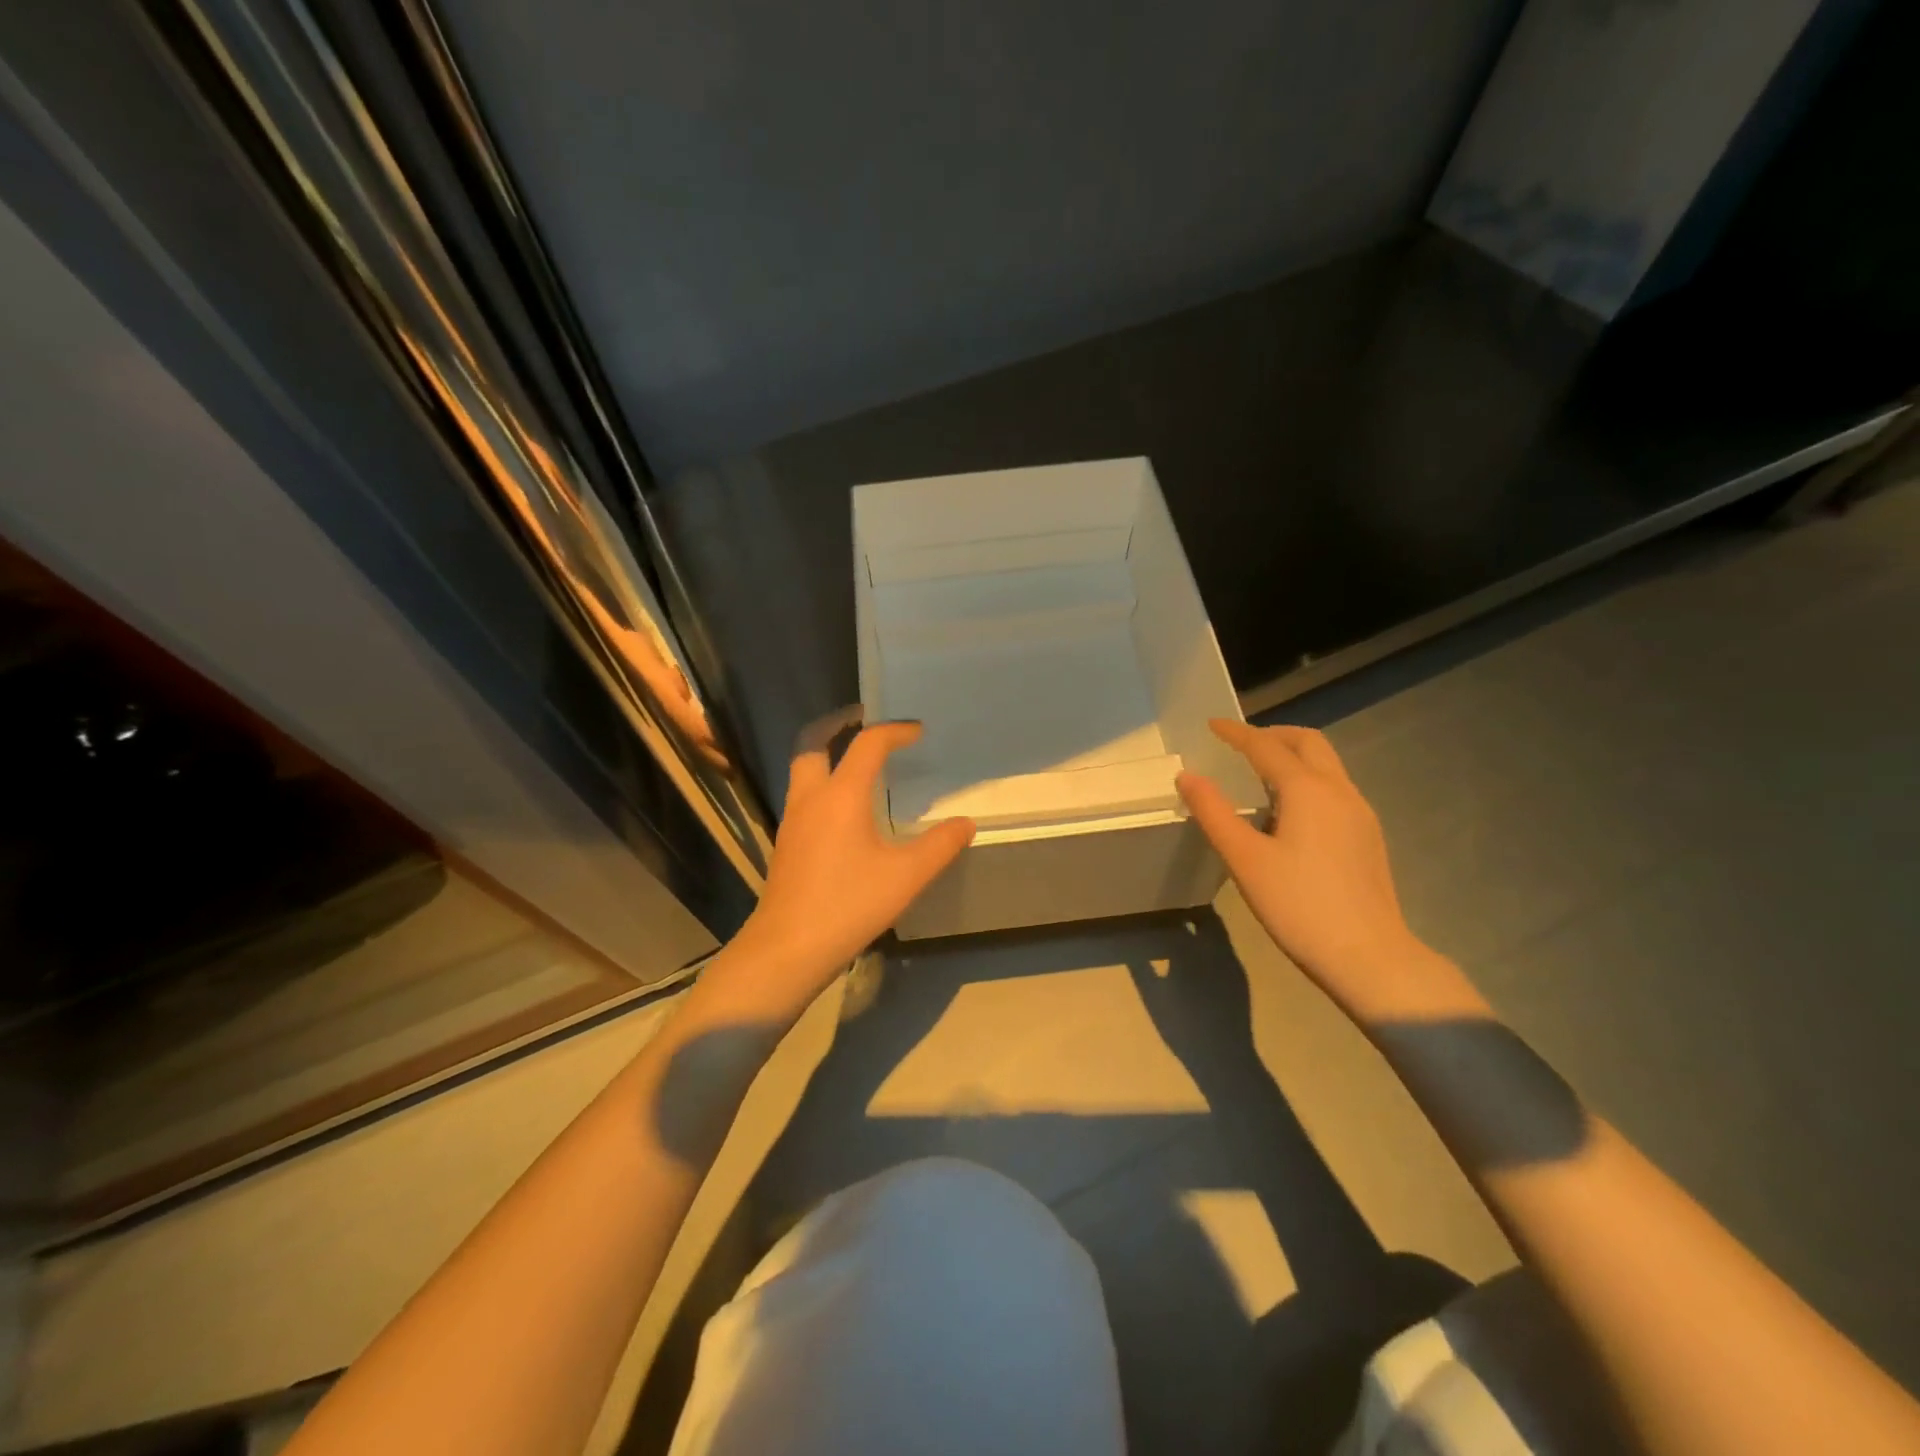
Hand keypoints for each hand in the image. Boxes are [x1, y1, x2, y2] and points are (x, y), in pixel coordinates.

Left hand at [715, 718, 973, 1016]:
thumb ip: (940, 845)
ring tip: (858, 763)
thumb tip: (964, 823)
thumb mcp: (906, 876)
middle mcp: (811, 797)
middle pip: (813, 744)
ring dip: (827, 754)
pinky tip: (844, 810)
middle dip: (838, 725)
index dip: (894, 731)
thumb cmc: (849, 905)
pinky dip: (822, 783)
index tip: (917, 731)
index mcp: (841, 795)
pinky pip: (803, 795)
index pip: (867, 744)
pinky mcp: (787, 843)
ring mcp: (793, 820)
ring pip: (804, 770)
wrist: (788, 948)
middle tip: (864, 722)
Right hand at [1178, 719, 1465, 1019]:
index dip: (1237, 733)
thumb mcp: (1244, 859)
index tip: (1212, 726)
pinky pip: (1334, 788)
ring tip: (1259, 775)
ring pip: (1326, 765)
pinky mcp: (1368, 836)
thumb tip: (1187, 776)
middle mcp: (1340, 791)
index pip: (1266, 746)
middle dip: (1273, 735)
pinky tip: (1289, 812)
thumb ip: (1214, 812)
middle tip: (1240, 744)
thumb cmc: (1299, 905)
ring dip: (1293, 756)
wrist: (1370, 956)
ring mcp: (1360, 813)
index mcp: (1308, 790)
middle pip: (1308, 743)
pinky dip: (1307, 780)